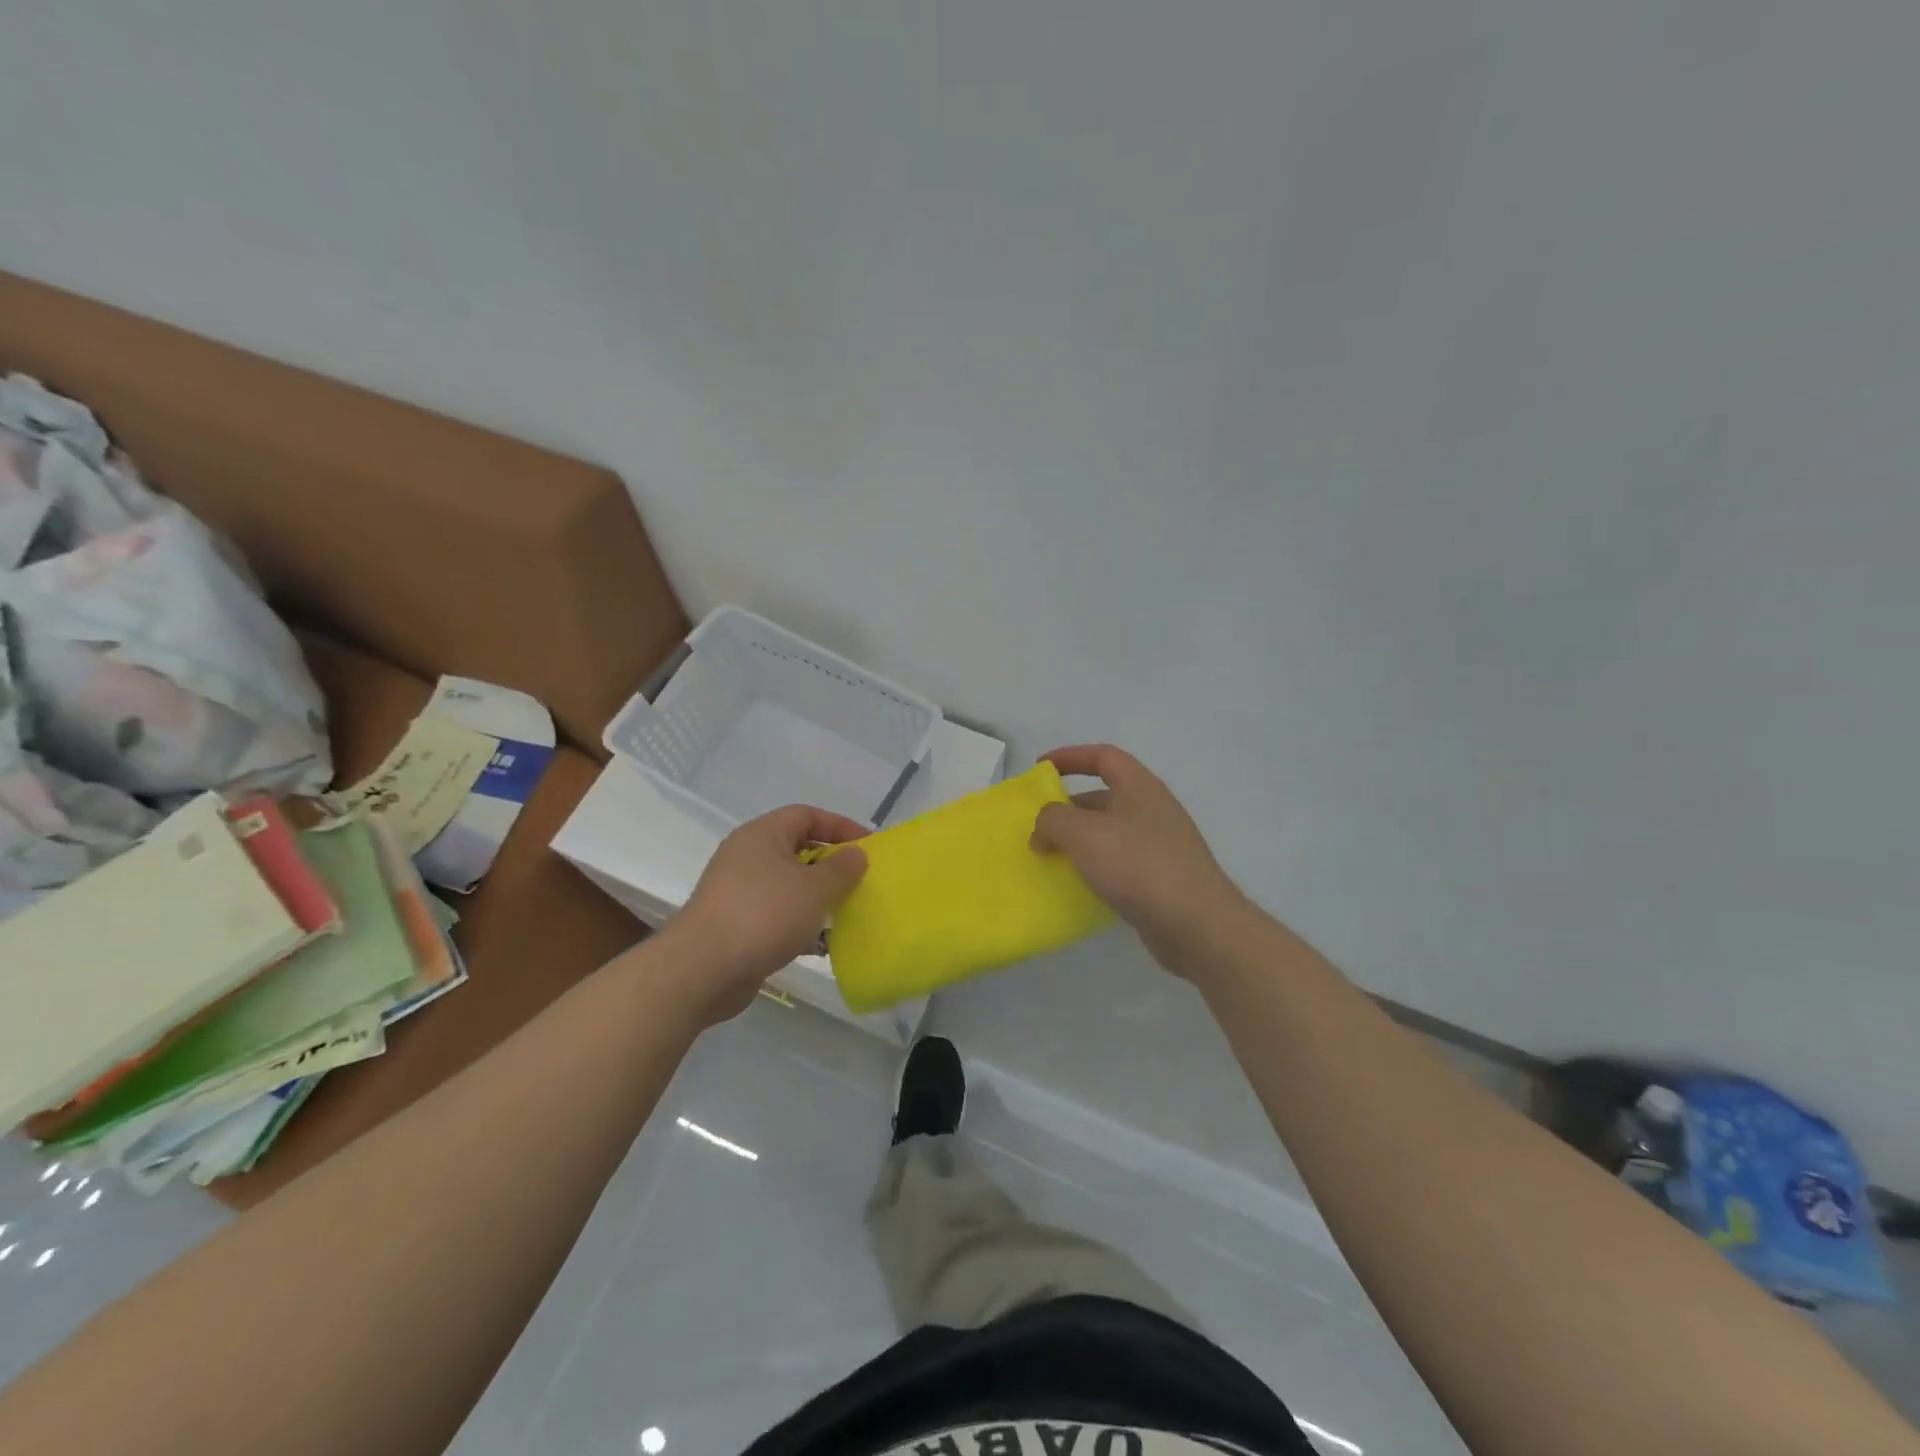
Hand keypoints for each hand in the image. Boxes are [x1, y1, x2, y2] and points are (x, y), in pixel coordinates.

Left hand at [659, 805, 867, 1024]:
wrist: (702, 969)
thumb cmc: (764, 915)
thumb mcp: (815, 888)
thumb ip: (843, 868)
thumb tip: (856, 854)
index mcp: (762, 834)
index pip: (807, 815)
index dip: (840, 826)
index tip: (868, 847)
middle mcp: (746, 855)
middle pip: (797, 849)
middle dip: (831, 865)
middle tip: (858, 881)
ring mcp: (737, 891)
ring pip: (788, 885)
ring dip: (817, 897)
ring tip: (845, 914)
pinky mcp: (734, 924)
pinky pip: (776, 914)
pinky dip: (799, 924)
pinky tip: (820, 945)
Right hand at [1030, 744, 1247, 974]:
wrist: (1196, 924)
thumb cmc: (1138, 865)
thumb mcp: (1083, 834)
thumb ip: (1053, 820)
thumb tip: (1043, 828)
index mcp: (1140, 787)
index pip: (1103, 757)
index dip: (1070, 757)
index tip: (1040, 769)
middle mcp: (1152, 810)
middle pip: (1104, 797)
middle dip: (1068, 808)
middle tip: (1038, 827)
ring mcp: (1160, 845)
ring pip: (1110, 833)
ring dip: (1079, 841)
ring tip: (1050, 859)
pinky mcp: (1161, 879)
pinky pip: (1120, 863)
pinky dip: (1095, 868)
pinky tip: (1078, 887)